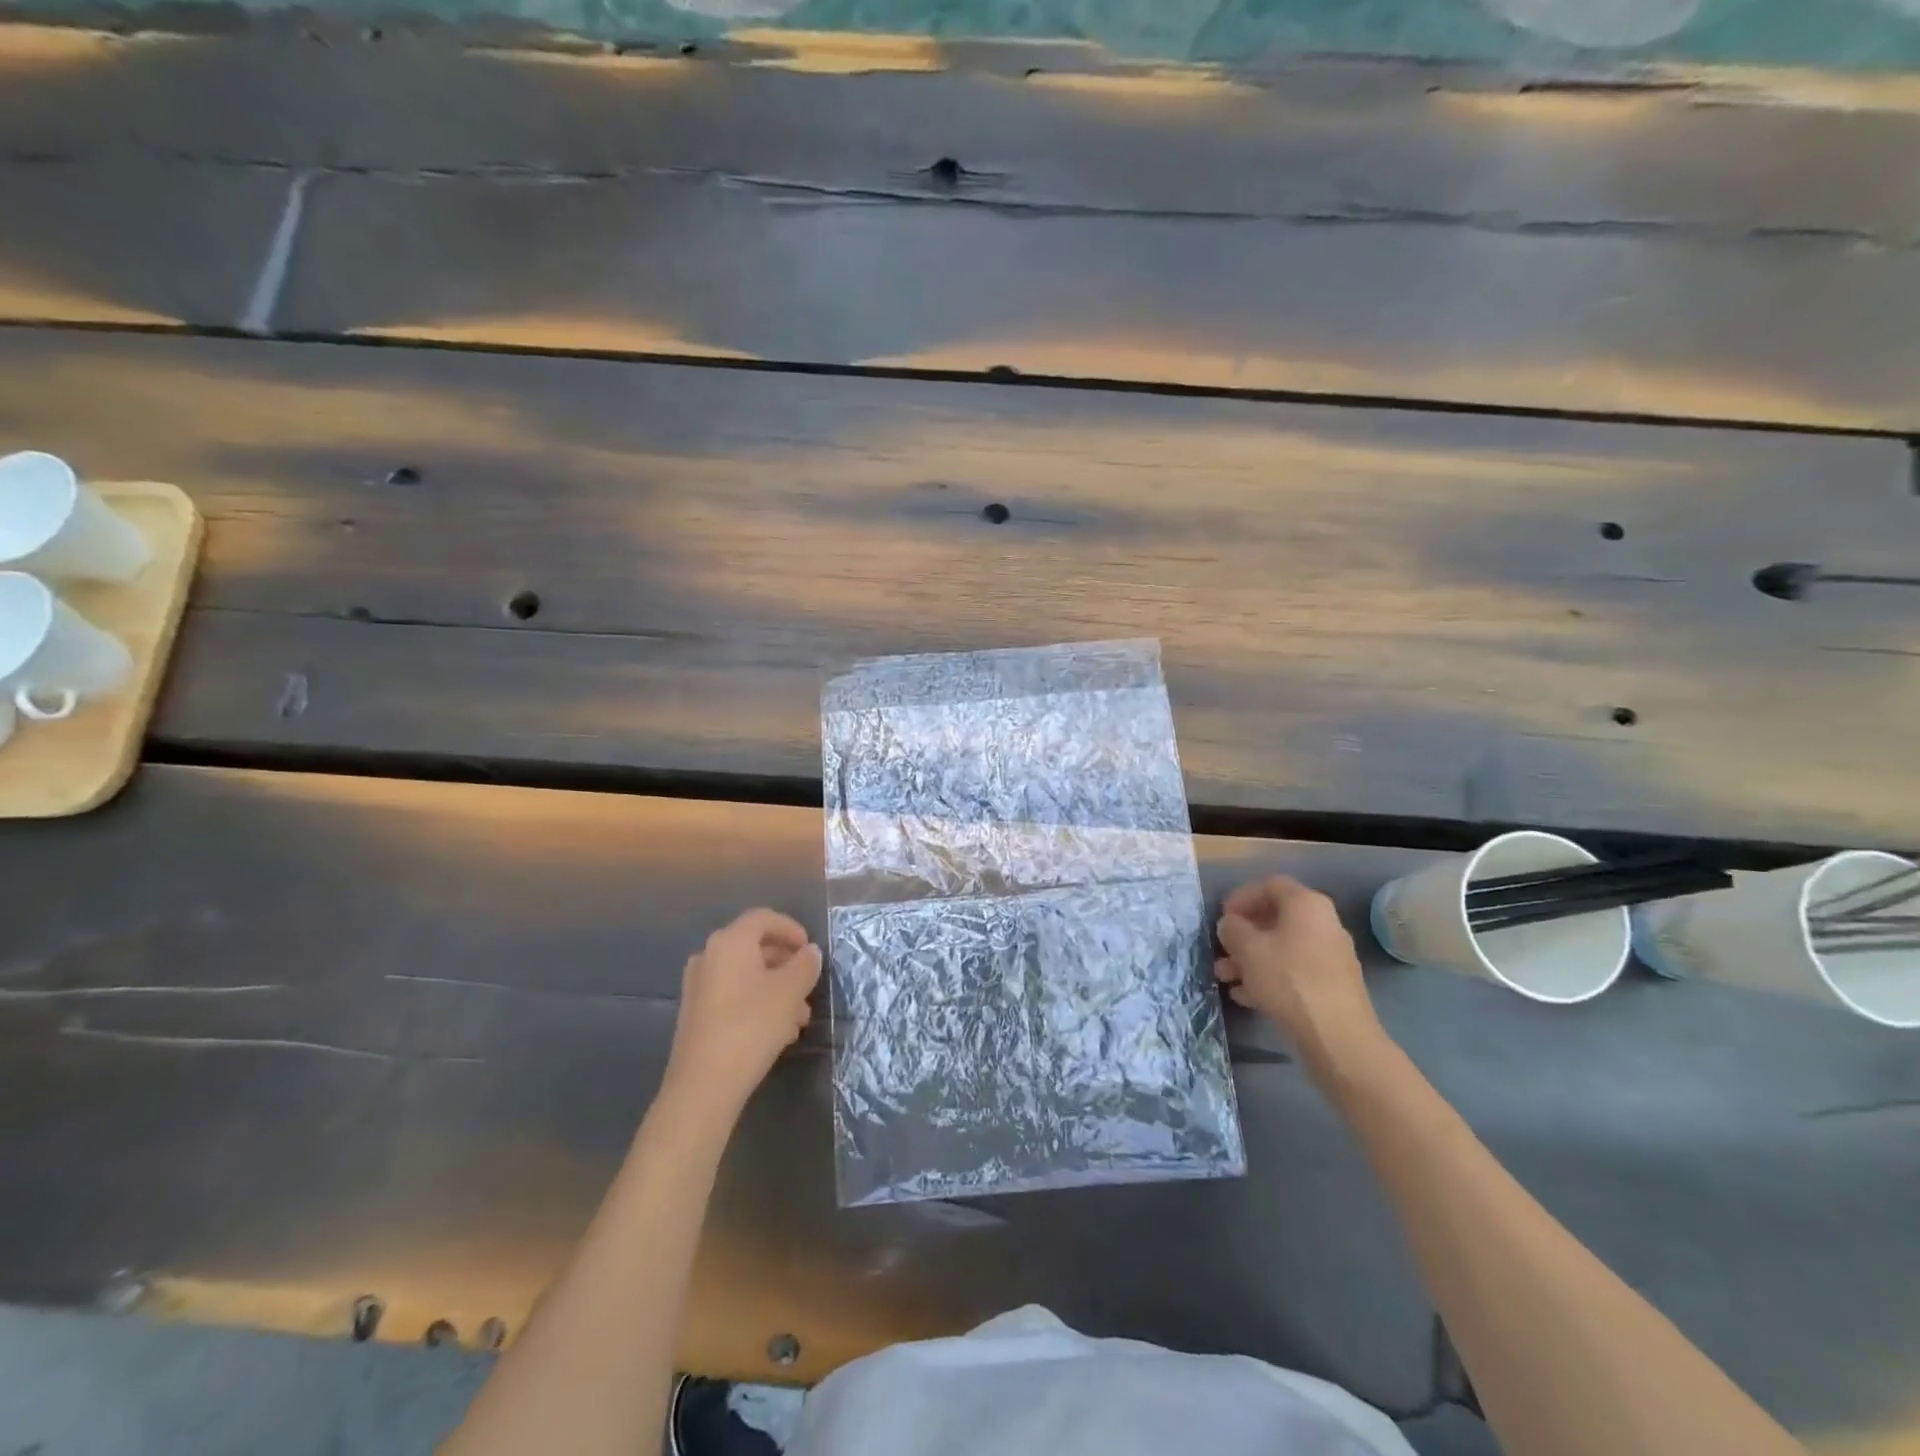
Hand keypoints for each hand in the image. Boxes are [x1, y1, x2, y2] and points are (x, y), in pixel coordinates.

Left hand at [662, 908, 821, 1122]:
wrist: (703, 1084)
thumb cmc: (751, 1026)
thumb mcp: (791, 992)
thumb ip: (805, 966)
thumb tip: (810, 952)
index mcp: (730, 941)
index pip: (764, 918)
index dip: (791, 928)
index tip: (810, 950)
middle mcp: (709, 956)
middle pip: (754, 946)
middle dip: (786, 963)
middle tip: (808, 983)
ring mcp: (699, 986)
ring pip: (746, 975)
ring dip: (776, 987)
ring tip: (800, 1016)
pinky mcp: (696, 1013)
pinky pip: (734, 995)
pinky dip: (757, 1002)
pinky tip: (778, 1031)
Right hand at [1216, 876, 1388, 1083]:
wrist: (1338, 1037)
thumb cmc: (1289, 980)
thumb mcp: (1248, 949)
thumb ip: (1233, 929)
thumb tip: (1231, 924)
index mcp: (1306, 905)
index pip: (1270, 885)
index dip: (1242, 896)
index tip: (1223, 917)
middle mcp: (1323, 924)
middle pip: (1276, 919)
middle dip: (1243, 934)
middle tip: (1221, 949)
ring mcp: (1330, 956)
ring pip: (1282, 948)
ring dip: (1250, 959)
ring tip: (1224, 977)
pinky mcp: (1332, 985)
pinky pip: (1294, 971)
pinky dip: (1269, 977)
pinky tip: (1246, 996)